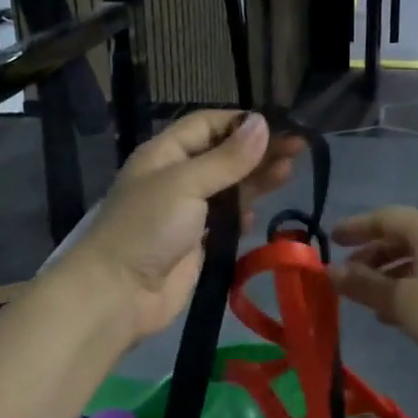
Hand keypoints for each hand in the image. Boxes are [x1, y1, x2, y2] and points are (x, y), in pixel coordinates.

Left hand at [63, 111, 301, 343]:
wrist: (119, 294)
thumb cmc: (148, 228)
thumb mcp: (187, 184)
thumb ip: (228, 158)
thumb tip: (263, 123)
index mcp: (165, 153)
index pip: (207, 125)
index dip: (241, 123)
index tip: (279, 125)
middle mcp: (177, 177)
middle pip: (224, 155)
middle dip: (258, 151)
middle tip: (298, 148)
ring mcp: (187, 211)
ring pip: (229, 188)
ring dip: (256, 181)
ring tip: (288, 173)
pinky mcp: (197, 242)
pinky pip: (226, 221)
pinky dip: (242, 216)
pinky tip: (255, 217)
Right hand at [329, 207, 417, 399]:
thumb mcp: (402, 300)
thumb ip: (364, 285)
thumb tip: (331, 271)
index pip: (386, 218)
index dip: (356, 226)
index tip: (330, 239)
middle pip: (401, 239)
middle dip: (371, 255)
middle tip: (346, 276)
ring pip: (415, 264)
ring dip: (387, 278)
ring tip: (364, 300)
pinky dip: (407, 293)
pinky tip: (393, 317)